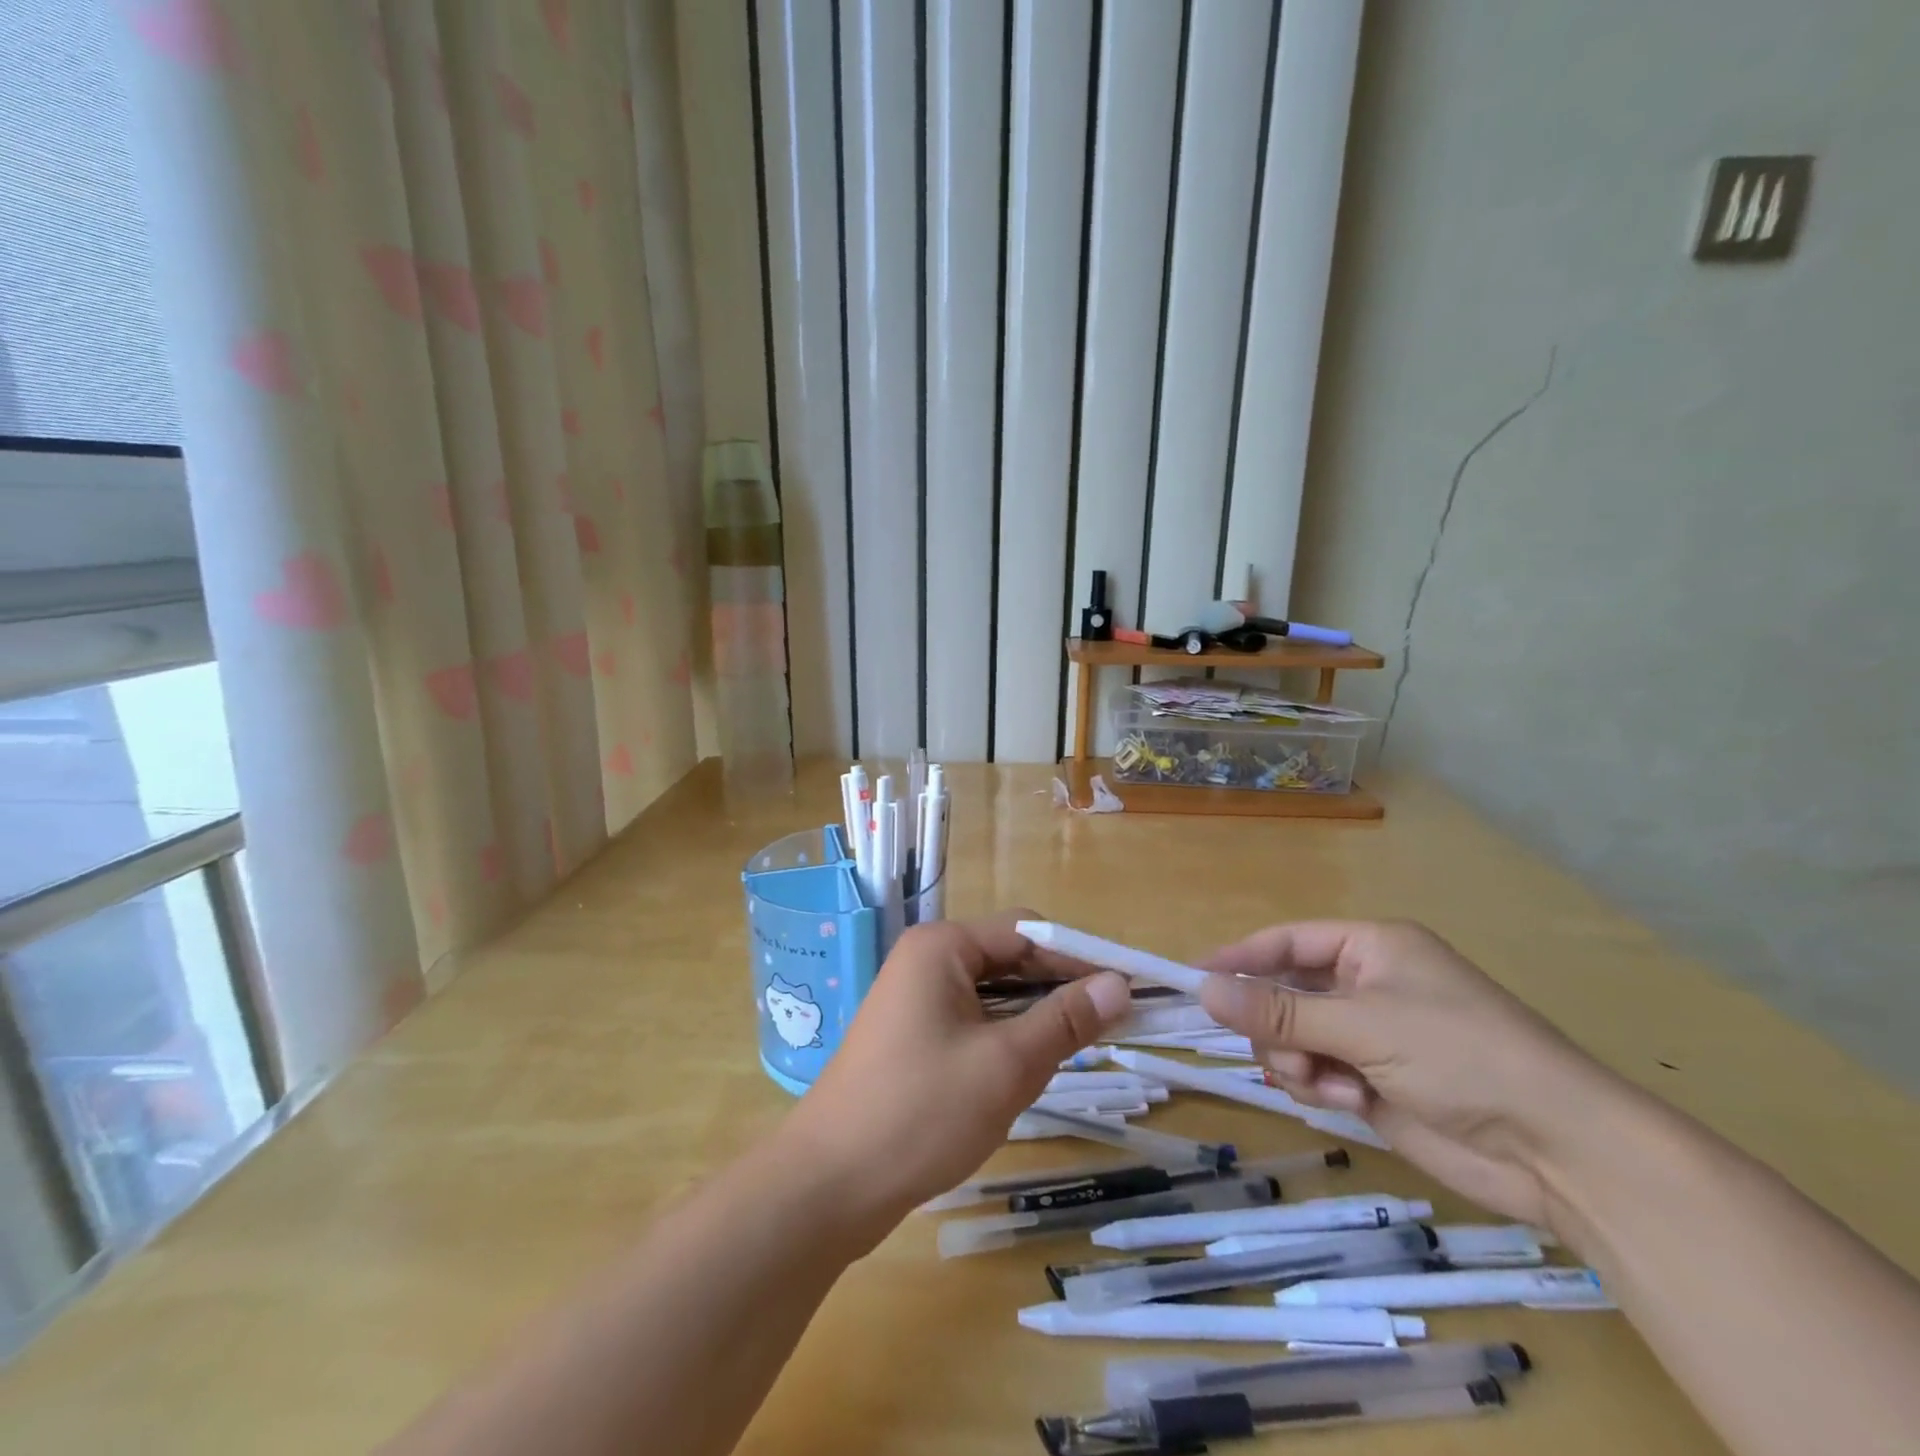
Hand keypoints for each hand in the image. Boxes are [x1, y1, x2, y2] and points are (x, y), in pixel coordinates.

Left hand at [788, 915, 1131, 1241]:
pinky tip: (1025, 1072)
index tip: (1128, 990)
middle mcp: (926, 960)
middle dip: (1058, 990)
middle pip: (1009, 959)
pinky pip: (971, 1022)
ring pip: (992, 996)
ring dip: (1033, 1018)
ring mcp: (914, 999)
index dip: (1080, 958)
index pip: (1028, 932)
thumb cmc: (921, 1112)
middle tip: (1112, 1027)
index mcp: (943, 946)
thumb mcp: (1006, 1065)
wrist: (828, 1185)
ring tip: (1075, 1053)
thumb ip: (1066, 1021)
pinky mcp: (911, 1037)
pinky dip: (1004, 1039)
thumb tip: (1120, 985)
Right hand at [1198, 920, 1627, 1230]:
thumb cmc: (1460, 1056)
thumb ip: (1279, 1013)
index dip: (1238, 958)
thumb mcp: (1362, 1025)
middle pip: (1282, 994)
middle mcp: (1365, 986)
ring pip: (1292, 1039)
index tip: (1193, 979)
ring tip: (1330, 1084)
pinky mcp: (1373, 1083)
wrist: (1556, 1150)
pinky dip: (1320, 1088)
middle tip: (1281, 1053)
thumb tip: (1204, 991)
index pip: (1285, 941)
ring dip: (1298, 1062)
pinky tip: (1352, 1102)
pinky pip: (1315, 1075)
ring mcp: (1369, 1037)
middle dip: (1275, 1026)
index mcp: (1370, 948)